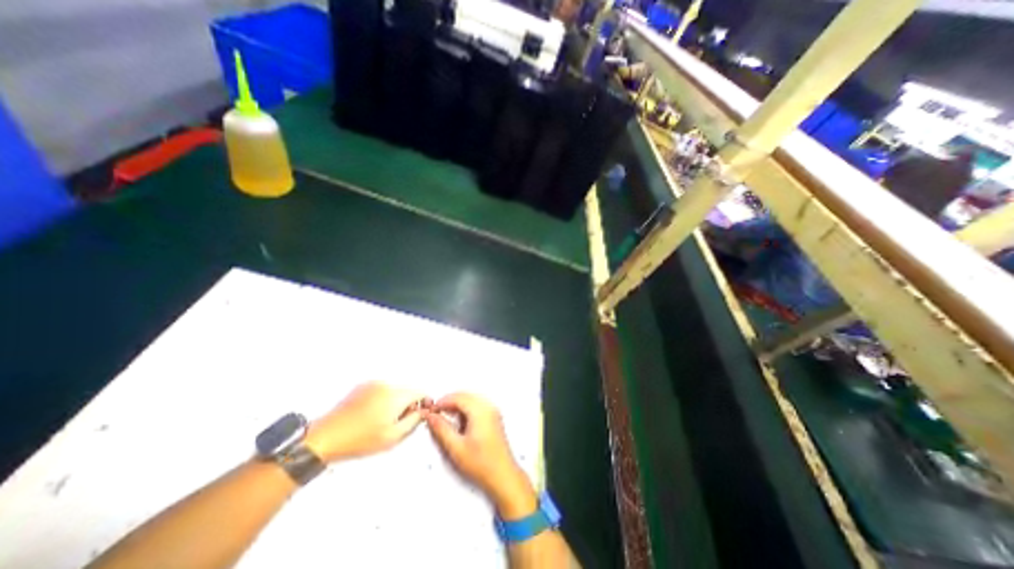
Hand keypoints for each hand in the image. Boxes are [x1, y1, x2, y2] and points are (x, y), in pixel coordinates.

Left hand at [302, 382, 423, 462]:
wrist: (325, 437)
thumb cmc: (358, 440)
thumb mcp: (392, 437)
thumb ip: (413, 422)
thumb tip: (422, 412)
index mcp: (395, 395)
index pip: (420, 392)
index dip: (424, 402)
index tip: (423, 412)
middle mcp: (386, 385)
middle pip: (408, 390)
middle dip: (409, 403)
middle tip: (401, 421)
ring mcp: (373, 384)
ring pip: (395, 390)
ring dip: (396, 401)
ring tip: (384, 420)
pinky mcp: (362, 386)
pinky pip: (382, 389)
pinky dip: (384, 399)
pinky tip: (373, 415)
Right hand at [426, 393, 538, 518]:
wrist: (503, 476)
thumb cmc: (481, 463)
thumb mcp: (456, 447)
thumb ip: (441, 429)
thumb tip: (431, 416)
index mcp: (480, 411)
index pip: (458, 397)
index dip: (443, 401)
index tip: (431, 410)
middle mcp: (488, 407)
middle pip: (465, 396)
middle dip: (449, 402)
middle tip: (436, 413)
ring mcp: (493, 411)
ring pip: (471, 400)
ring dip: (457, 406)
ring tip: (445, 419)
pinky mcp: (494, 418)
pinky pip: (477, 406)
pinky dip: (466, 410)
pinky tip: (459, 423)